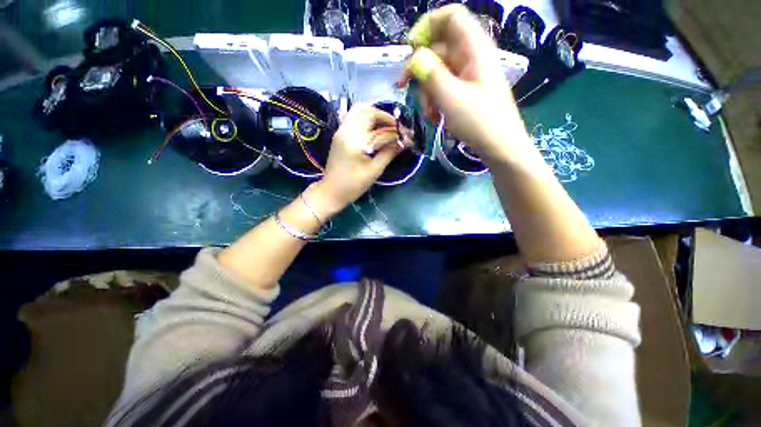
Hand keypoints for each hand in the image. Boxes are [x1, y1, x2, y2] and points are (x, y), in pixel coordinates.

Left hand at [309, 105, 404, 214]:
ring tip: (387, 128)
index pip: (378, 126)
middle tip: (397, 129)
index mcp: (354, 140)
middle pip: (367, 111)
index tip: (408, 135)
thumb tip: (405, 142)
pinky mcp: (339, 134)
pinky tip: (375, 130)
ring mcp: (341, 130)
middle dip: (385, 117)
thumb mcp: (374, 171)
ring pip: (359, 111)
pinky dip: (366, 119)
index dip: (395, 129)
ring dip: (375, 116)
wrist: (331, 191)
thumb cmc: (353, 185)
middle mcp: (346, 130)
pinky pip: (353, 118)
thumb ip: (389, 153)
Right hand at [402, 5, 529, 161]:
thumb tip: (414, 57)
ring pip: (437, 71)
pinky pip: (444, 87)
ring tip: (427, 113)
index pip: (450, 17)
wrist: (500, 146)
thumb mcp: (451, 98)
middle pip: (438, 48)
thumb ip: (431, 74)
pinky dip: (434, 100)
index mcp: (474, 48)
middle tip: (405, 88)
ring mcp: (468, 75)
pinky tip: (433, 116)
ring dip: (426, 91)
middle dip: (420, 69)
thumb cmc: (479, 121)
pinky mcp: (465, 91)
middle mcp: (471, 56)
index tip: (410, 48)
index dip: (427, 26)